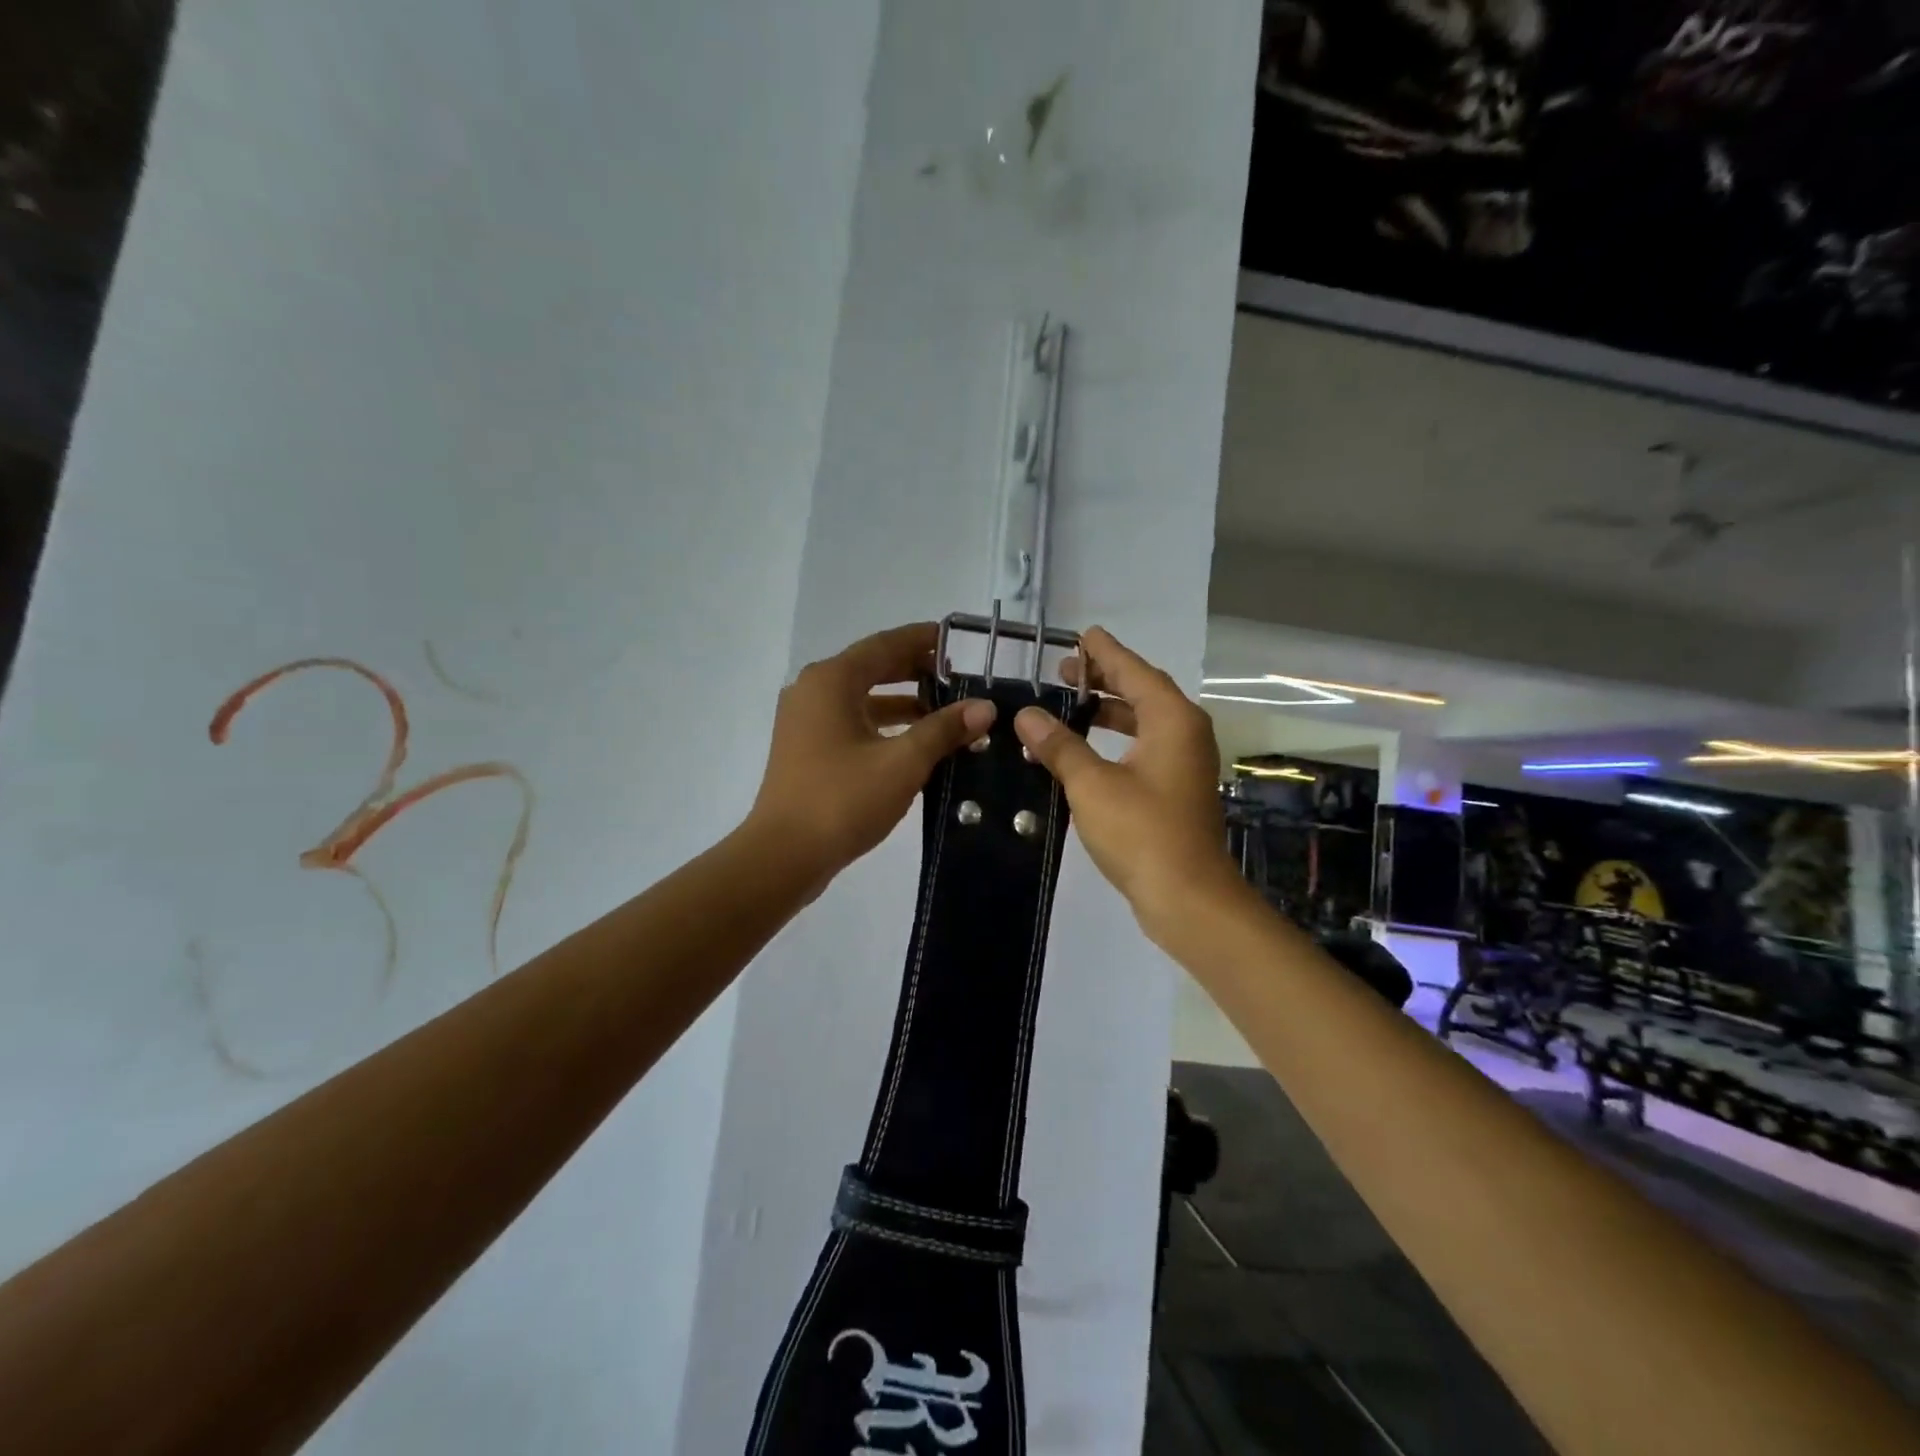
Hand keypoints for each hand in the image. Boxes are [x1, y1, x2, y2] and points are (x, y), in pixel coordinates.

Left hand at [747, 623, 994, 889]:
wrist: (783, 856)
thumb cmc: (842, 799)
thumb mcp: (902, 762)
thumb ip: (944, 729)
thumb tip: (985, 707)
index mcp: (832, 680)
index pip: (886, 644)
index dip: (924, 639)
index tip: (959, 641)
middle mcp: (814, 690)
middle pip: (873, 668)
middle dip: (917, 671)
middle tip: (960, 678)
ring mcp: (806, 721)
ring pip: (863, 698)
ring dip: (904, 702)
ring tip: (948, 712)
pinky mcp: (807, 749)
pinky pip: (853, 722)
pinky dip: (884, 726)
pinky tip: (917, 744)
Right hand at [1012, 628, 1241, 936]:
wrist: (1187, 897)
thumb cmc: (1142, 832)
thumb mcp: (1092, 784)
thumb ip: (1060, 745)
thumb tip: (1027, 716)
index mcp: (1172, 720)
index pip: (1134, 671)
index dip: (1105, 653)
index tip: (1080, 635)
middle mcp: (1185, 733)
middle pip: (1142, 692)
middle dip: (1104, 679)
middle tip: (1063, 672)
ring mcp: (1183, 764)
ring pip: (1143, 722)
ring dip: (1108, 711)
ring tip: (1069, 705)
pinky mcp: (1176, 790)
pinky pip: (1143, 748)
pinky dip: (1114, 741)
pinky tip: (1084, 750)